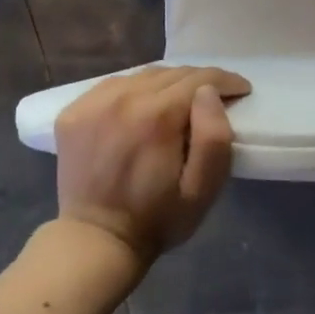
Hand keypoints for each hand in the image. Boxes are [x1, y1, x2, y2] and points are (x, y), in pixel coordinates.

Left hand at [54, 66, 250, 265]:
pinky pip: (114, 85)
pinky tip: (142, 108)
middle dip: (199, 82)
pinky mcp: (73, 112)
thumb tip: (208, 93)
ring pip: (143, 75)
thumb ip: (214, 137)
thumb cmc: (158, 218)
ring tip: (179, 104)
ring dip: (167, 84)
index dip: (227, 81)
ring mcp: (92, 103)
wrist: (96, 240)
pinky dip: (135, 90)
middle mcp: (122, 99)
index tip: (241, 91)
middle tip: (214, 100)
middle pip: (172, 73)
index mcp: (156, 116)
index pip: (200, 79)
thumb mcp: (203, 189)